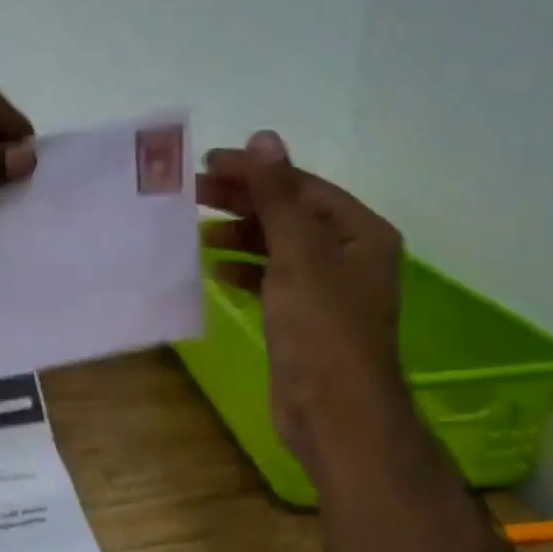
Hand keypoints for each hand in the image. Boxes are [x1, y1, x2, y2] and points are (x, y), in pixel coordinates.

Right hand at [197, 132, 408, 479]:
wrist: (335, 414)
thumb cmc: (322, 329)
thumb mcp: (299, 254)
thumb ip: (278, 196)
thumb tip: (264, 137)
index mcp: (360, 232)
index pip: (301, 186)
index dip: (255, 172)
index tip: (207, 164)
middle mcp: (347, 255)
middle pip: (289, 213)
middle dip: (243, 201)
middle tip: (192, 192)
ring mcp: (326, 290)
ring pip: (277, 247)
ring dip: (240, 235)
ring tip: (198, 229)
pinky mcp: (303, 319)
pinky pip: (271, 281)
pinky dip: (245, 271)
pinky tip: (215, 270)